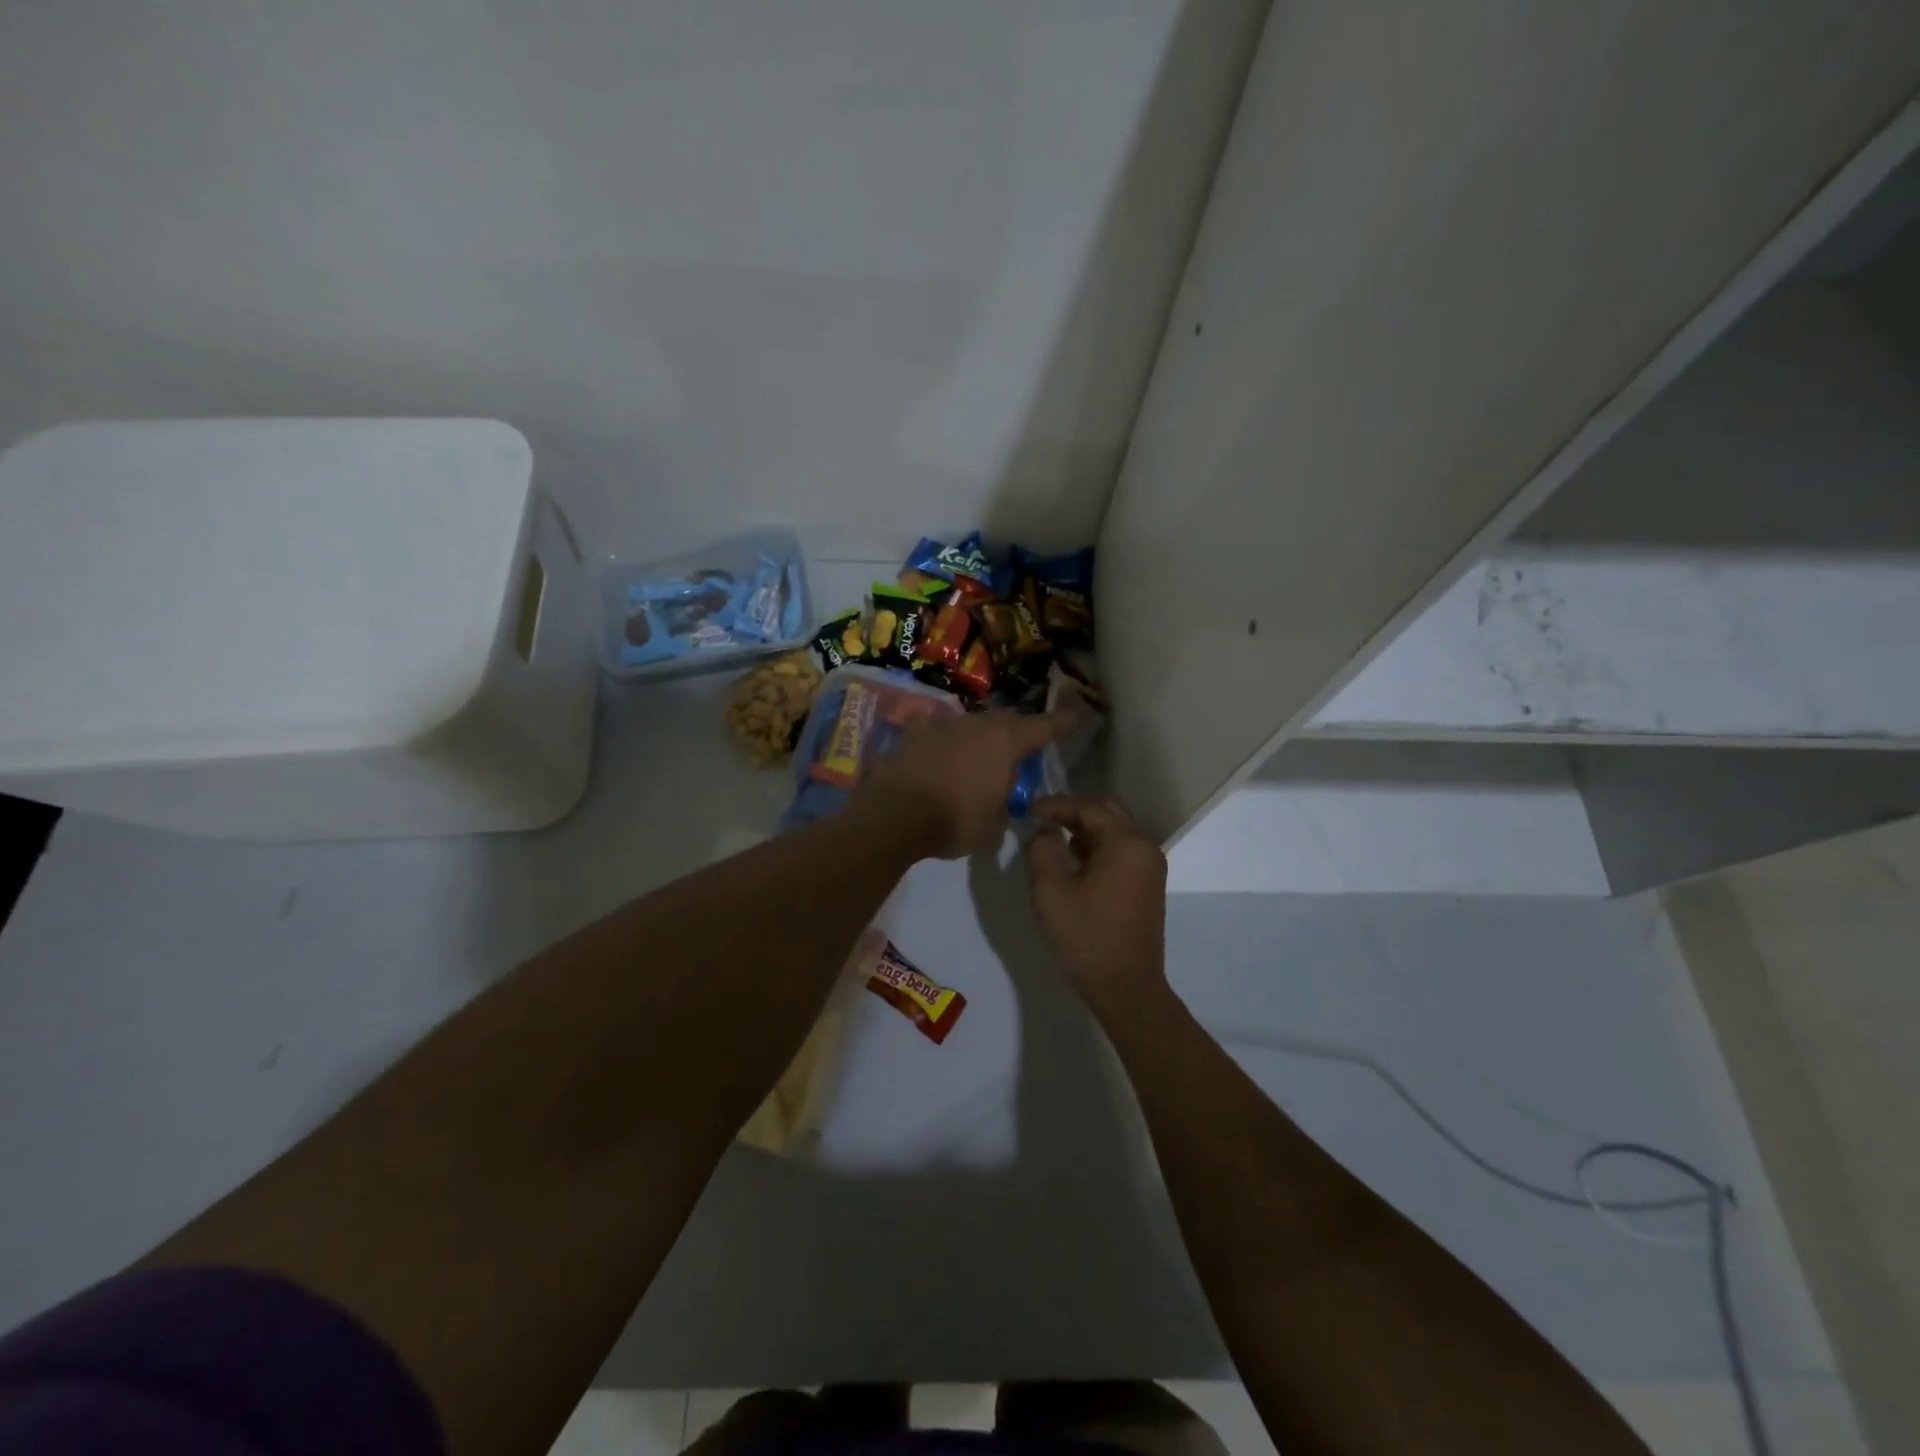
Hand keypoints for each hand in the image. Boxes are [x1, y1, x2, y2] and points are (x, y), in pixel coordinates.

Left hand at [855, 709, 1072, 858]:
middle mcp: (976, 724)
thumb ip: (1004, 807)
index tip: (1078, 712)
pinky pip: (933, 733)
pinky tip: (934, 756)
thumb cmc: (956, 820)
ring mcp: (941, 725)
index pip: (1044, 726)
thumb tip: (1000, 803)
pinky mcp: (912, 735)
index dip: (1063, 722)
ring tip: (974, 762)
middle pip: (1004, 723)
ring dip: (976, 741)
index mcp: (1005, 741)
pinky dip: (939, 744)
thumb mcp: (994, 826)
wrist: (895, 816)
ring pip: (968, 726)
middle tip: (1018, 753)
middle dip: (1014, 735)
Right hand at [1027, 795, 1168, 1017]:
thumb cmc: (1087, 937)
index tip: (1027, 809)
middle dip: (1072, 812)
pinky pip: (1120, 851)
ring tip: (1050, 837)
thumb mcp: (1051, 891)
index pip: (1088, 807)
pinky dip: (1095, 847)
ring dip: (1084, 829)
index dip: (1055, 804)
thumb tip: (1043, 831)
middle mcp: (1144, 847)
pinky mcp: (1147, 885)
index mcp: (1126, 843)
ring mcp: (1149, 867)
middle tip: (1040, 819)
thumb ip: (1042, 850)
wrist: (1126, 988)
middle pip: (1106, 812)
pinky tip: (1071, 860)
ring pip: (1114, 831)